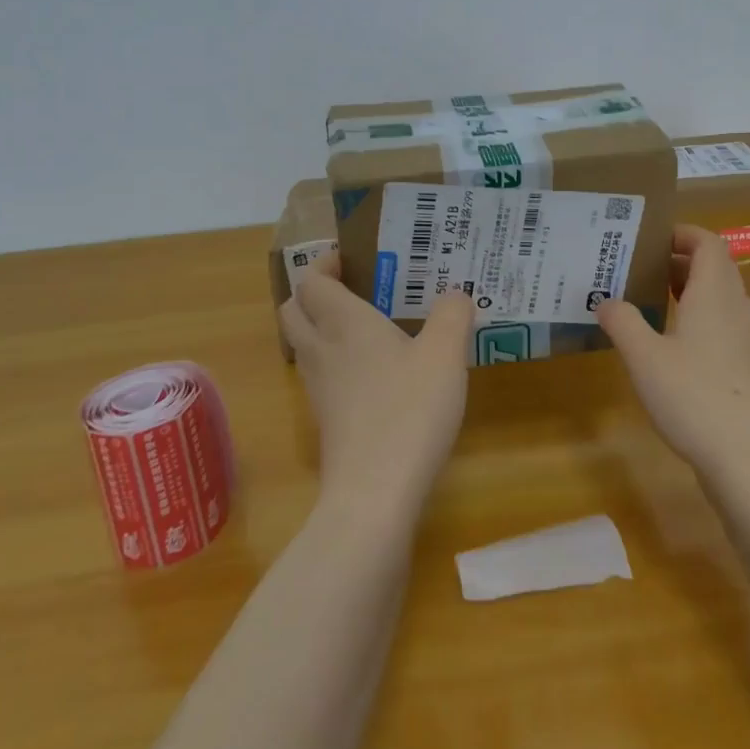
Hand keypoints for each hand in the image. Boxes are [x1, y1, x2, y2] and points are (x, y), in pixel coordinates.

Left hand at [280, 253, 472, 515]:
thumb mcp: (445, 353)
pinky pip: (321, 376)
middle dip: (313, 293)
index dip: (324, 263)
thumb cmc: (410, 409)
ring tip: (368, 325)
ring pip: (304, 344)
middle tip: (353, 287)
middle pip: (293, 310)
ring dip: (323, 327)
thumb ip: (452, 314)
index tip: (350, 256)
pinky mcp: (327, 421)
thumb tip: (455, 294)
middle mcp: (322, 350)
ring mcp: (319, 389)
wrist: (375, 492)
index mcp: (344, 322)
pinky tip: (377, 371)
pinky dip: (337, 361)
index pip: (312, 280)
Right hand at [594, 225, 749, 477]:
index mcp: (713, 293)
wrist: (743, 453)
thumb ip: (622, 321)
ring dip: (688, 287)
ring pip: (719, 294)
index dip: (683, 233)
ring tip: (650, 297)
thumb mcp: (643, 355)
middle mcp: (734, 306)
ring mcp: (743, 336)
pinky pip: (721, 320)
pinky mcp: (743, 362)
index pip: (708, 243)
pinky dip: (697, 314)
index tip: (651, 238)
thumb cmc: (691, 394)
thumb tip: (605, 301)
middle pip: (714, 266)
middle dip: (680, 259)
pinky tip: (669, 338)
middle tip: (641, 265)